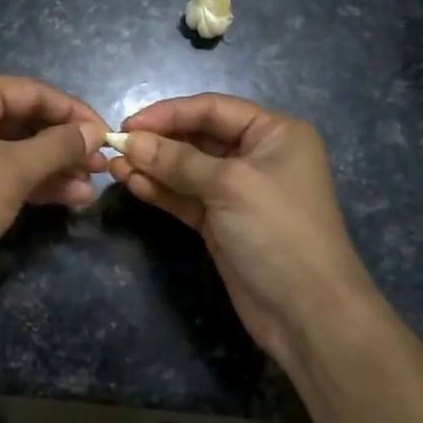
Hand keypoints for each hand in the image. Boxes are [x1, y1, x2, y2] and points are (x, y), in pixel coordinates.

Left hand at [0, 75, 107, 317]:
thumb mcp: (11, 171)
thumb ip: (57, 147)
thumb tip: (94, 132)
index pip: (34, 92)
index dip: (74, 113)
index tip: (109, 135)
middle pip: (27, 120)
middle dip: (66, 144)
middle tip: (103, 166)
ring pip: (18, 150)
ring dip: (56, 168)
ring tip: (93, 188)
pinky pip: (5, 173)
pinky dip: (35, 184)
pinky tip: (70, 199)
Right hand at [109, 93, 378, 363]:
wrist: (308, 313)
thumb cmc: (278, 231)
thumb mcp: (229, 186)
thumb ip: (176, 161)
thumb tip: (129, 142)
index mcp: (275, 133)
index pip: (213, 109)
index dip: (169, 113)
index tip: (128, 125)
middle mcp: (257, 156)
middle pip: (198, 137)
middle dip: (157, 142)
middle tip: (116, 147)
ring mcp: (238, 191)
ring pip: (186, 169)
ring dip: (152, 167)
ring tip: (114, 167)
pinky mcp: (221, 222)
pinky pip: (185, 196)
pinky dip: (160, 190)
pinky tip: (132, 184)